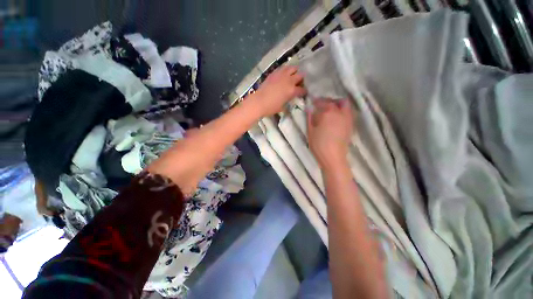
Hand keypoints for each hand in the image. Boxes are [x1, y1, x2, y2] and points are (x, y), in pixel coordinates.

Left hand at [252, 66, 306, 115]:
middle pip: (300, 75)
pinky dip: (285, 70)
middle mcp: (289, 80)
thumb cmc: (271, 107)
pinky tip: (284, 74)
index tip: (303, 93)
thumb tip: (289, 98)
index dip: (304, 91)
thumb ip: (288, 100)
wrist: (259, 102)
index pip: (302, 90)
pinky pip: (283, 68)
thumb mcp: (282, 106)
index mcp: (292, 91)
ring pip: (292, 68)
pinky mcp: (274, 73)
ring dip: (294, 71)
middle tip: (299, 82)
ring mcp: (281, 75)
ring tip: (293, 75)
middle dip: (301, 79)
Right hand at [307, 98, 353, 168]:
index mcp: (328, 113)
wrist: (333, 157)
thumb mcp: (310, 131)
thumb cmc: (319, 144)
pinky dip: (342, 111)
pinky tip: (336, 117)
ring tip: (330, 110)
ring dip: (338, 104)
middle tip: (322, 105)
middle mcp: (340, 113)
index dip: (317, 101)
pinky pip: (348, 113)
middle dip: (329, 101)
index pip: (322, 103)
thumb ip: (310, 118)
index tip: (312, 102)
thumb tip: (309, 109)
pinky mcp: (350, 125)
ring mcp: (347, 119)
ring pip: (345, 106)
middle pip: (337, 101)